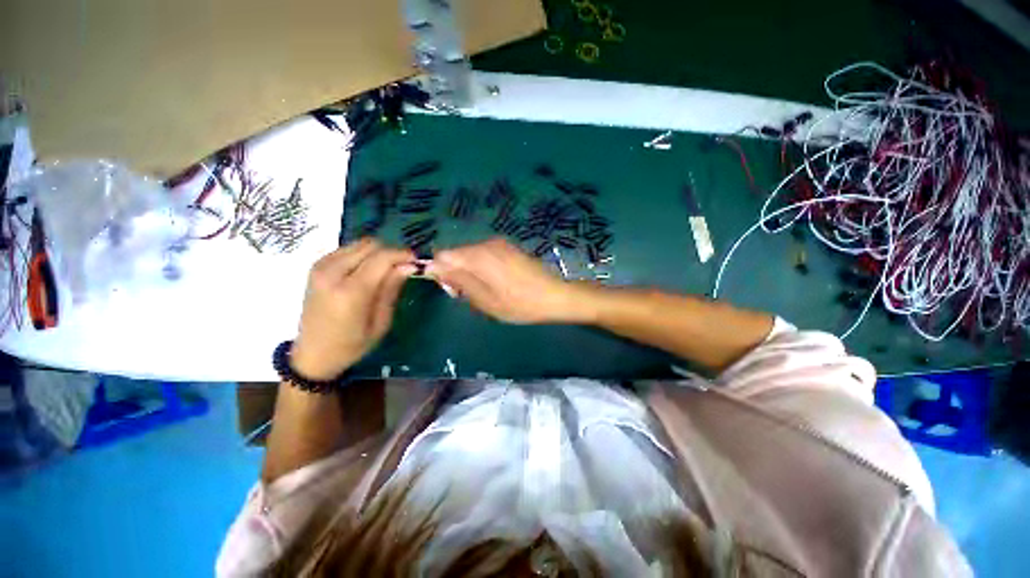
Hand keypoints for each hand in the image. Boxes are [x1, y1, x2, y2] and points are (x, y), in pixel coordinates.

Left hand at [291, 239, 414, 378]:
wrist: (313, 353)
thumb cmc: (351, 344)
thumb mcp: (380, 322)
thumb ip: (392, 289)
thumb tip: (410, 265)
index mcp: (350, 291)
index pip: (382, 258)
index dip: (403, 255)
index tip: (417, 261)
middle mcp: (332, 272)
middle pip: (371, 245)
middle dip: (391, 252)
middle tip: (403, 266)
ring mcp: (321, 267)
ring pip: (359, 244)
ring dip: (377, 253)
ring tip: (387, 269)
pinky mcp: (317, 266)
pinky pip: (347, 249)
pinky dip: (363, 255)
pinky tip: (368, 270)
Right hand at [427, 238, 590, 323]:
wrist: (555, 296)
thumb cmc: (520, 304)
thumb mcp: (485, 300)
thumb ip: (459, 281)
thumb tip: (434, 267)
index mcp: (478, 256)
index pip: (443, 255)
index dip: (442, 273)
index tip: (454, 291)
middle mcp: (487, 244)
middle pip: (457, 254)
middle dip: (457, 274)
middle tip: (472, 297)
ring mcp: (500, 244)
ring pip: (471, 256)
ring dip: (471, 273)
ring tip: (488, 293)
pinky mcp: (509, 248)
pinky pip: (485, 256)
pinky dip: (484, 269)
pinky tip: (498, 284)